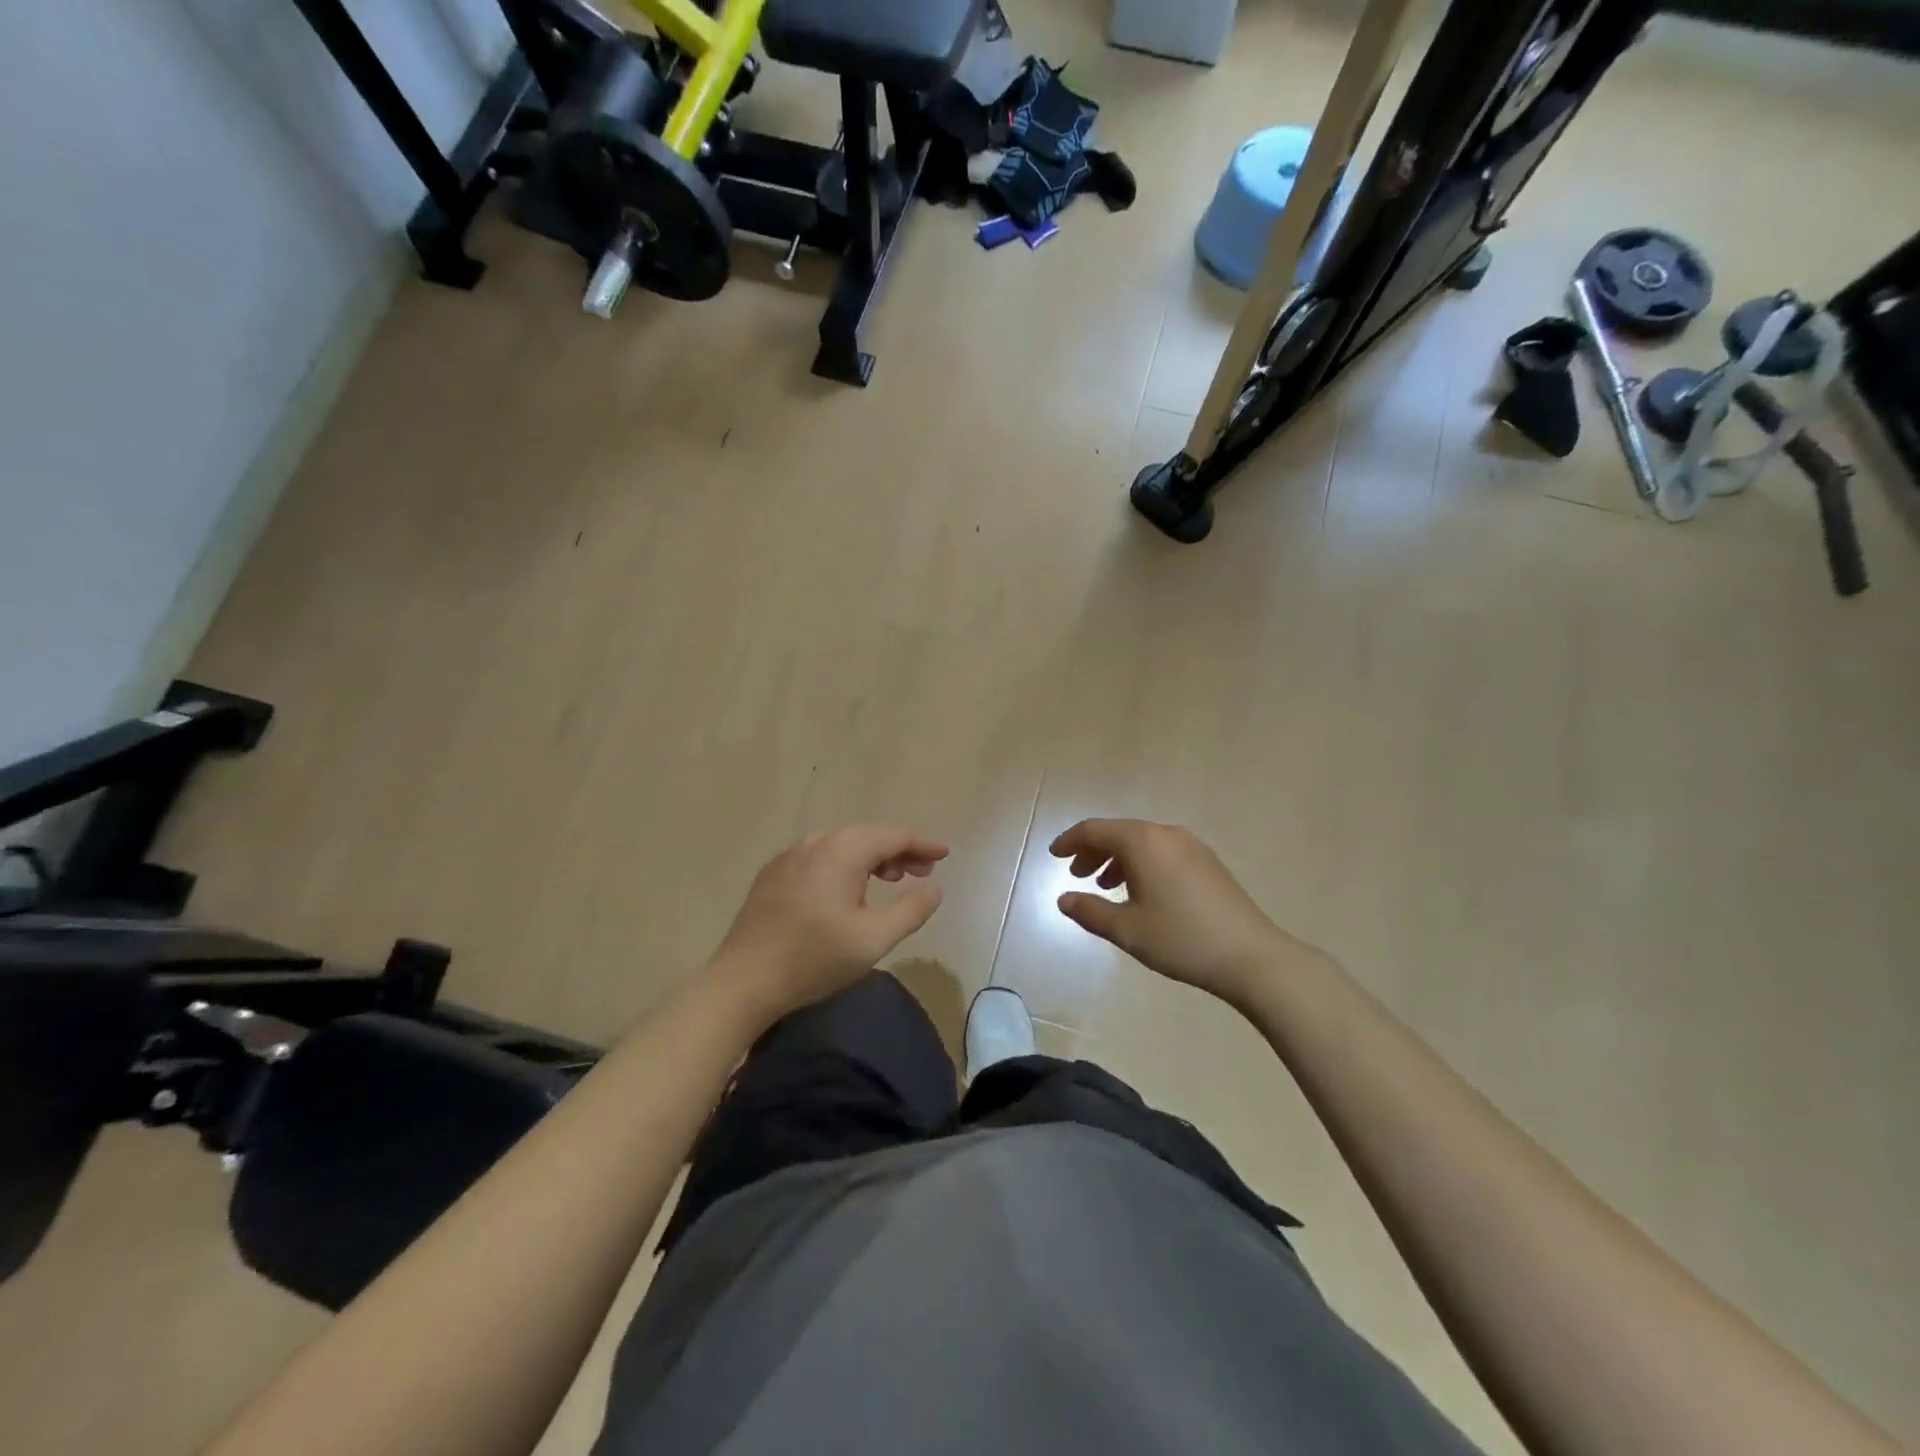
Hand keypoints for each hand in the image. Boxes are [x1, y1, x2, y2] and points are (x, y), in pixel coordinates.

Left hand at [712, 826, 947, 1021]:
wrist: (743, 981)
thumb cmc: (815, 958)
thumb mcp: (875, 939)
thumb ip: (911, 909)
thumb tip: (934, 888)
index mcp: (842, 851)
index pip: (893, 836)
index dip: (922, 845)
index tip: (944, 855)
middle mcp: (815, 842)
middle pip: (867, 837)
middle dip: (898, 852)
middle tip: (921, 872)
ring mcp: (789, 857)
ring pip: (842, 847)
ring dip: (871, 859)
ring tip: (889, 879)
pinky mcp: (772, 875)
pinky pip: (819, 859)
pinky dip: (843, 867)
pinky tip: (846, 891)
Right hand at [1051, 819, 1293, 1005]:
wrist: (1252, 956)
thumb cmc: (1181, 940)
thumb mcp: (1127, 930)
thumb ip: (1090, 911)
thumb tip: (1064, 899)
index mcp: (1142, 842)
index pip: (1095, 830)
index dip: (1070, 841)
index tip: (1053, 855)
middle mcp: (1166, 834)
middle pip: (1119, 832)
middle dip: (1093, 851)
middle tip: (1076, 875)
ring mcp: (1191, 846)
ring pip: (1142, 842)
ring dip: (1117, 859)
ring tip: (1105, 887)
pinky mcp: (1208, 862)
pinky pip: (1162, 852)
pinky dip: (1141, 864)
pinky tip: (1141, 893)